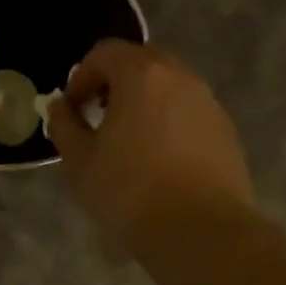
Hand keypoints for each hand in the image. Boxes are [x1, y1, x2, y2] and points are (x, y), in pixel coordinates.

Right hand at [46, 40, 253, 248]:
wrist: (200, 231)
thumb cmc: (129, 191)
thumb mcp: (79, 161)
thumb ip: (64, 125)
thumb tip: (60, 107)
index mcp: (141, 75)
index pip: (105, 53)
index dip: (81, 76)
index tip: (73, 109)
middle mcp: (180, 77)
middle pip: (141, 62)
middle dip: (114, 83)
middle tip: (98, 117)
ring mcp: (208, 103)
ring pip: (168, 87)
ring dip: (143, 102)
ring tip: (128, 141)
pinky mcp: (225, 130)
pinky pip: (188, 111)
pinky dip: (167, 121)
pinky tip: (158, 160)